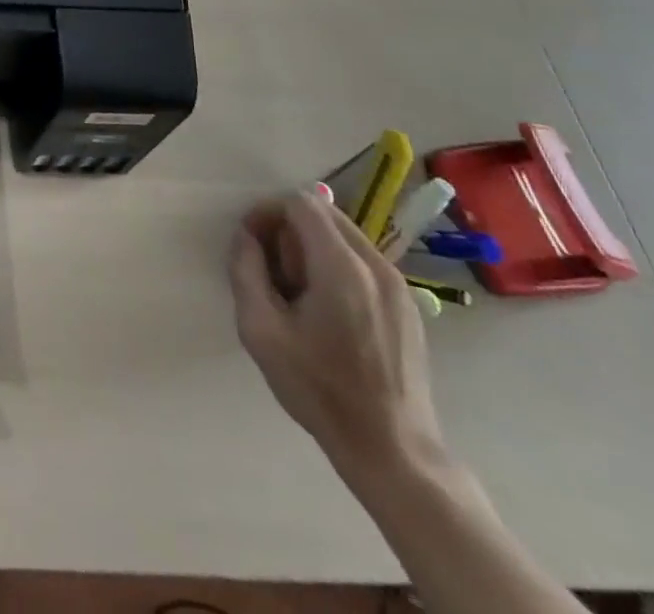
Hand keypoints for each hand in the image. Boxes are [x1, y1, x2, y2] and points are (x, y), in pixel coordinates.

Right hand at [228, 192, 446, 479]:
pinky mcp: (407, 305)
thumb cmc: (319, 389)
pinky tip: (328, 312)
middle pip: (323, 213)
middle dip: (288, 229)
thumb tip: (247, 236)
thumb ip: (246, 270)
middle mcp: (376, 265)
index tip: (252, 245)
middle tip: (273, 273)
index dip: (267, 212)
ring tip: (299, 295)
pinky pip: (362, 261)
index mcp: (342, 267)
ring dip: (311, 247)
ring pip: (343, 235)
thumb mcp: (260, 330)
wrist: (392, 450)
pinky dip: (336, 266)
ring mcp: (398, 285)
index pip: (300, 203)